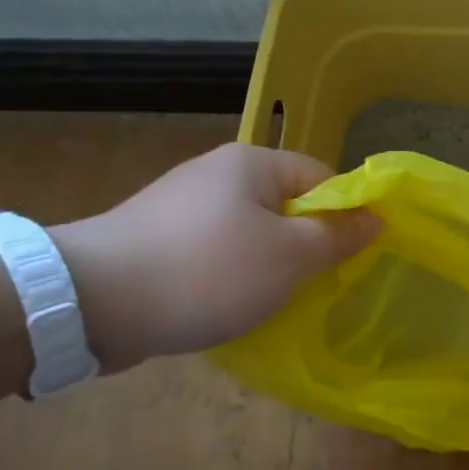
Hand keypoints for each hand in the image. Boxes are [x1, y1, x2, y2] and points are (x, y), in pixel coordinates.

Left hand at [51, 143, 379, 370]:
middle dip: (305, 245)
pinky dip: (230, 276)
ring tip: (273, 302)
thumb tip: (376, 218)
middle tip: (315, 286)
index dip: (344, 215)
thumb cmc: (208, 271)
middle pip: (286, 206)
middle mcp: (216, 174)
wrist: (92, 302)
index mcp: (252, 164)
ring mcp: (181, 206)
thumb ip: (338, 236)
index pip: (322, 178)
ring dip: (269, 266)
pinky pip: (215, 253)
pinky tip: (228, 305)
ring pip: (250, 233)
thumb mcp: (290, 256)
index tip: (348, 257)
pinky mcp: (157, 239)